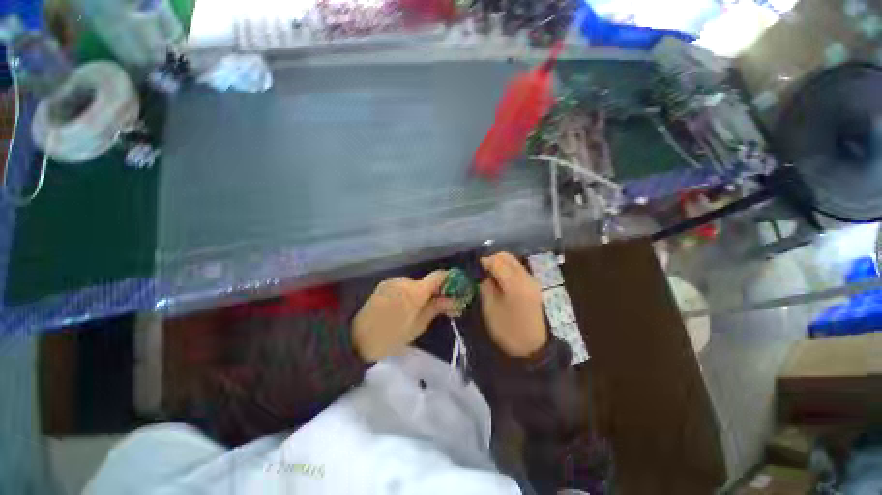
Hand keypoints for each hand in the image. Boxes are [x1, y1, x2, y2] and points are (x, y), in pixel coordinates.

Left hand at [353, 271, 455, 361]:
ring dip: (421, 293)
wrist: (355, 339)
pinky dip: (409, 293)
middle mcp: (404, 280)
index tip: (455, 291)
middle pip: (427, 281)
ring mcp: (392, 281)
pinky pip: (403, 285)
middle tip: (439, 308)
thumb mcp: (417, 326)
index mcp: (415, 291)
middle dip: (435, 292)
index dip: (450, 281)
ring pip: (415, 284)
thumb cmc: (390, 337)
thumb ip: (436, 308)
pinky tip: (403, 307)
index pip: (439, 276)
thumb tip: (455, 300)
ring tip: (417, 311)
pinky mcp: (384, 284)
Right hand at [480, 252, 547, 356]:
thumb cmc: (507, 329)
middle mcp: (526, 277)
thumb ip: (485, 286)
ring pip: (513, 261)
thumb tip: (483, 273)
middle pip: (507, 257)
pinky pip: (518, 268)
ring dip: (500, 262)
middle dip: (493, 258)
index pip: (497, 262)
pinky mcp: (533, 285)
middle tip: (481, 269)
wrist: (531, 346)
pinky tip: (500, 278)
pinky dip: (507, 268)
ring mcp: (532, 280)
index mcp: (514, 284)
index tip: (474, 266)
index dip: (484, 261)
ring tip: (489, 273)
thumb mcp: (490, 308)